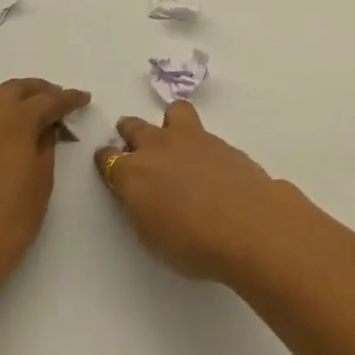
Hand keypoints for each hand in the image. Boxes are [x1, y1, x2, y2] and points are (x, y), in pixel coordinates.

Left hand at [0, 78, 89, 306]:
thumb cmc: (10, 222)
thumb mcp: (42, 181)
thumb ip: (45, 145)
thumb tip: (46, 127)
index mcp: (14, 123)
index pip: (47, 100)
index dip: (68, 98)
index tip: (83, 99)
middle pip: (14, 89)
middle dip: (39, 91)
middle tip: (58, 102)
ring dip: (9, 94)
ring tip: (25, 110)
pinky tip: (0, 131)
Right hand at [94, 102, 300, 280]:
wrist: (246, 224)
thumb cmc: (191, 243)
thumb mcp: (150, 235)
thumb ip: (141, 206)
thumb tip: (144, 193)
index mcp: (132, 172)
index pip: (108, 158)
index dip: (107, 161)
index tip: (109, 164)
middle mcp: (157, 147)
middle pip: (134, 127)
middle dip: (130, 133)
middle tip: (135, 144)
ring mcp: (191, 138)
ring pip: (173, 112)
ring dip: (168, 123)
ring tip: (176, 139)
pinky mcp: (220, 140)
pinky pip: (201, 130)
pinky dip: (198, 141)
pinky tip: (207, 161)